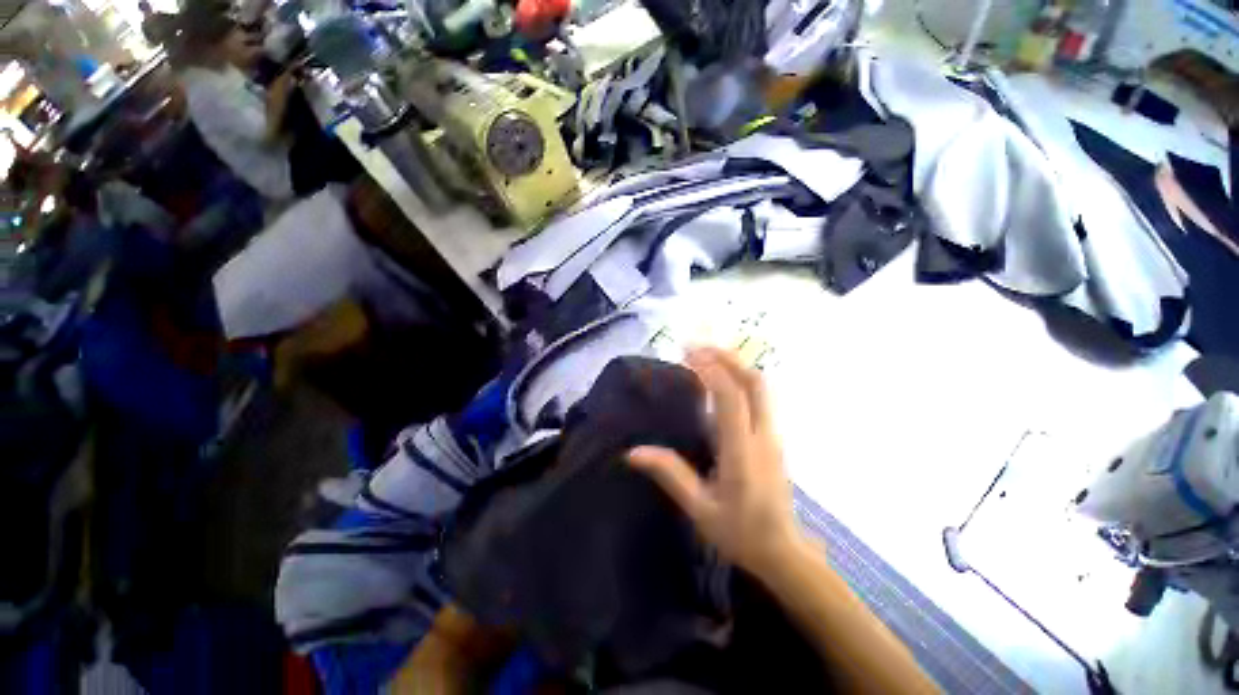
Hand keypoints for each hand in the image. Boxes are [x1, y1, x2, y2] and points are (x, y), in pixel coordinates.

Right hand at [628, 347, 799, 575]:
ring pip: (760, 387)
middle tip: (696, 347)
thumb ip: (670, 475)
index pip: (731, 397)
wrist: (783, 553)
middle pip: (754, 381)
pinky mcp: (773, 437)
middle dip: (727, 357)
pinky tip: (720, 381)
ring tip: (705, 356)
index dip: (711, 369)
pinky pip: (759, 397)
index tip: (687, 353)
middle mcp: (763, 435)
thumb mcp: (700, 509)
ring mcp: (772, 434)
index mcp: (743, 451)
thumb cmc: (740, 533)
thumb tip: (633, 452)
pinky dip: (739, 379)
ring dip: (734, 365)